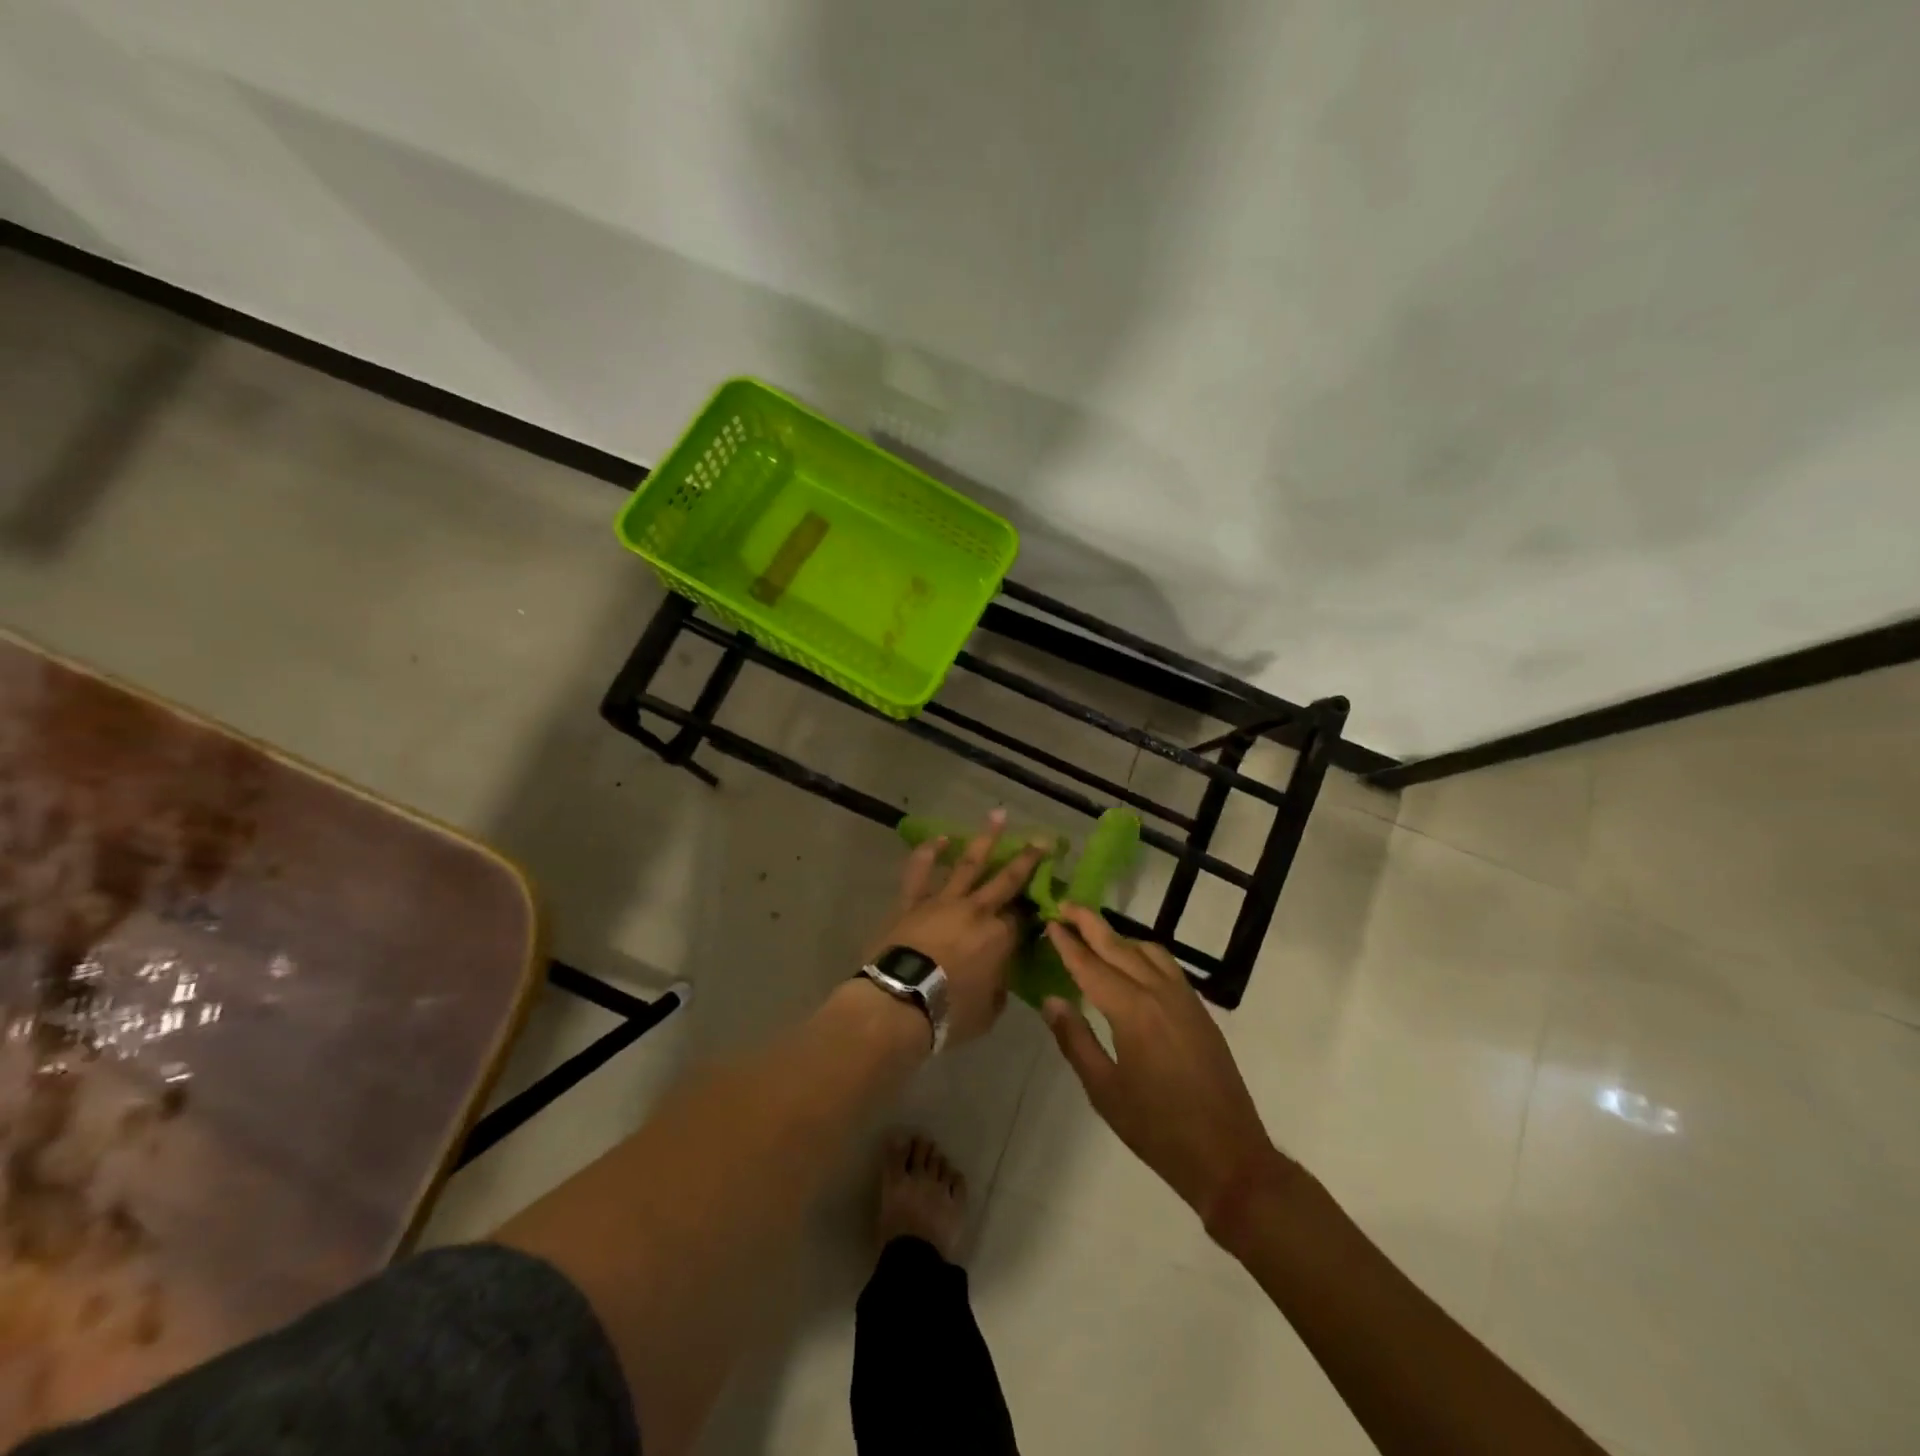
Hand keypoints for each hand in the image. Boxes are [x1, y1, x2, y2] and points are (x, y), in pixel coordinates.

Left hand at [868, 810, 1045, 1047]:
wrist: (899, 1001)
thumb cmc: (948, 1014)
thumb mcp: (988, 1012)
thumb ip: (998, 990)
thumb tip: (998, 978)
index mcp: (1000, 937)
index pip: (1023, 918)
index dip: (1034, 910)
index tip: (1043, 902)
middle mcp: (977, 911)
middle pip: (1006, 879)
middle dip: (1027, 859)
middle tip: (1043, 840)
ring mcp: (943, 901)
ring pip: (969, 863)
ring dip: (985, 839)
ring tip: (998, 815)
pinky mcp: (912, 902)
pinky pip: (921, 871)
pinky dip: (930, 852)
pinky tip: (941, 838)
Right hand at [1042, 905, 1278, 1220]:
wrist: (1228, 1156)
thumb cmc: (1157, 1129)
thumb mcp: (1104, 1091)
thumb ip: (1075, 1040)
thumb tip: (1052, 1001)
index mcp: (1132, 1012)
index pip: (1091, 966)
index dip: (1068, 944)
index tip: (1050, 922)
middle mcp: (1159, 993)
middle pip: (1119, 947)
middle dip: (1090, 924)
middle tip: (1065, 905)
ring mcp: (1185, 999)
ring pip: (1147, 951)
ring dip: (1119, 937)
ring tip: (1095, 935)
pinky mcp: (1200, 1011)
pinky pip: (1167, 966)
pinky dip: (1143, 954)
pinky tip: (1133, 964)